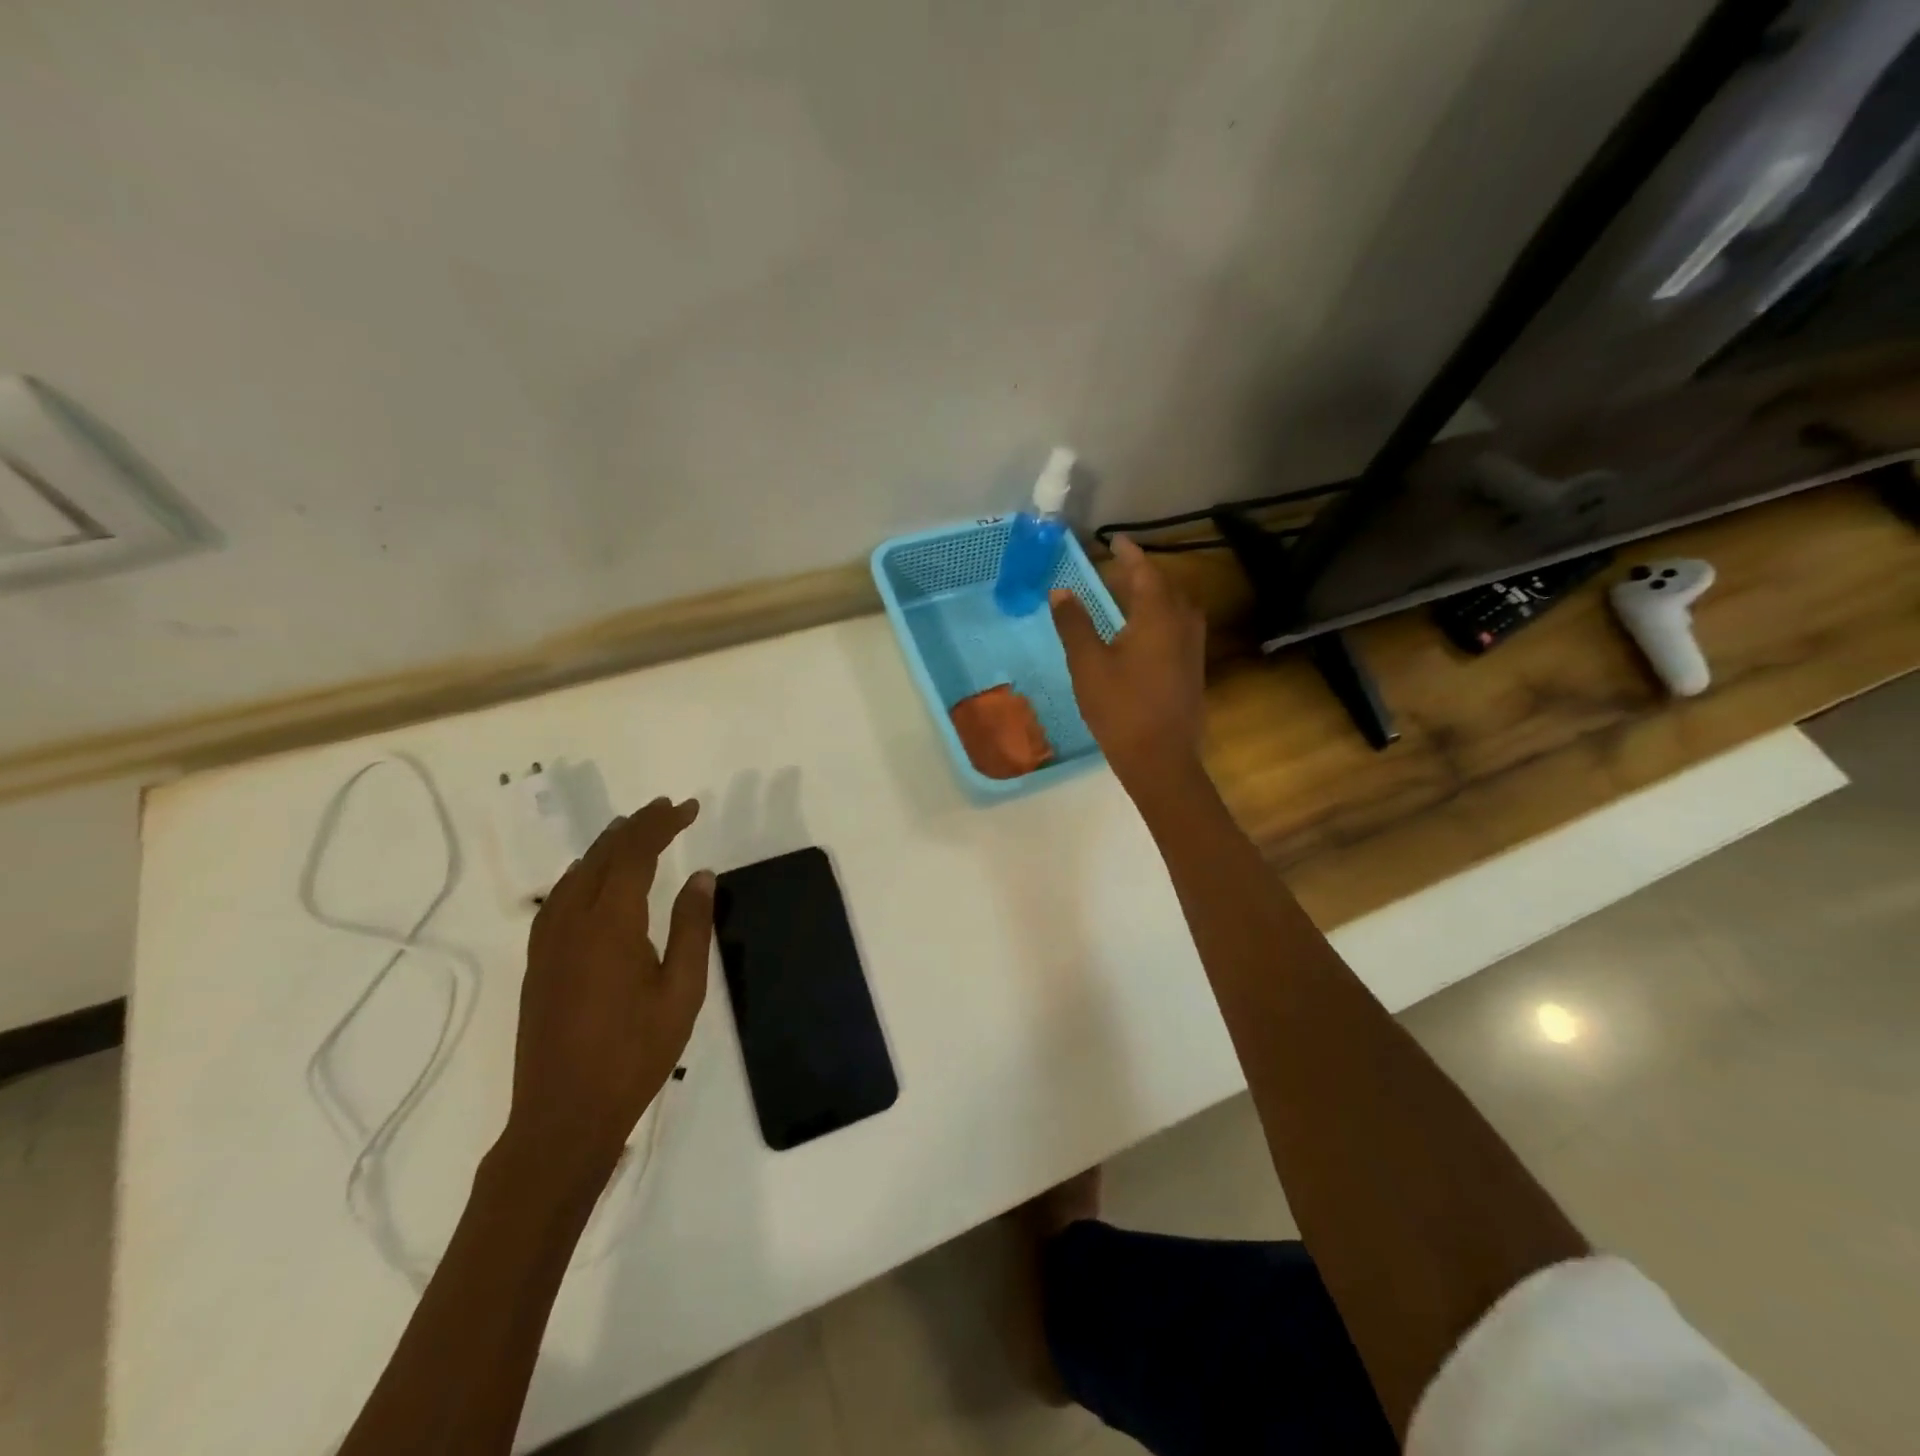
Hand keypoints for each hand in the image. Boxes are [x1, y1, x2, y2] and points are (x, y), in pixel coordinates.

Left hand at [504, 798, 712, 1187]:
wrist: (563, 1116)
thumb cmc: (635, 1054)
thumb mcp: (682, 991)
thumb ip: (692, 927)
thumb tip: (702, 876)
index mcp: (610, 923)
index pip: (636, 853)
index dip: (663, 824)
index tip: (690, 808)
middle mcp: (572, 921)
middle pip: (603, 855)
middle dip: (637, 826)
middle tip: (669, 810)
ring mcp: (548, 942)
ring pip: (576, 873)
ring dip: (608, 846)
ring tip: (636, 832)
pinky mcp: (538, 962)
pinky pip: (559, 898)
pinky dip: (584, 874)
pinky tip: (595, 881)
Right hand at [1050, 535, 1207, 791]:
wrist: (1161, 759)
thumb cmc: (1120, 708)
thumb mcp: (1088, 664)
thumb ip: (1075, 624)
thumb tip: (1061, 590)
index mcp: (1158, 616)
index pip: (1144, 571)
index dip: (1128, 553)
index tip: (1114, 539)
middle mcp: (1183, 623)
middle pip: (1164, 586)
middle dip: (1141, 573)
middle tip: (1115, 568)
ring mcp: (1193, 647)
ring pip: (1175, 607)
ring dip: (1153, 595)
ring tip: (1127, 595)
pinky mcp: (1194, 668)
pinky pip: (1179, 626)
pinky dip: (1160, 617)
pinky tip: (1142, 632)